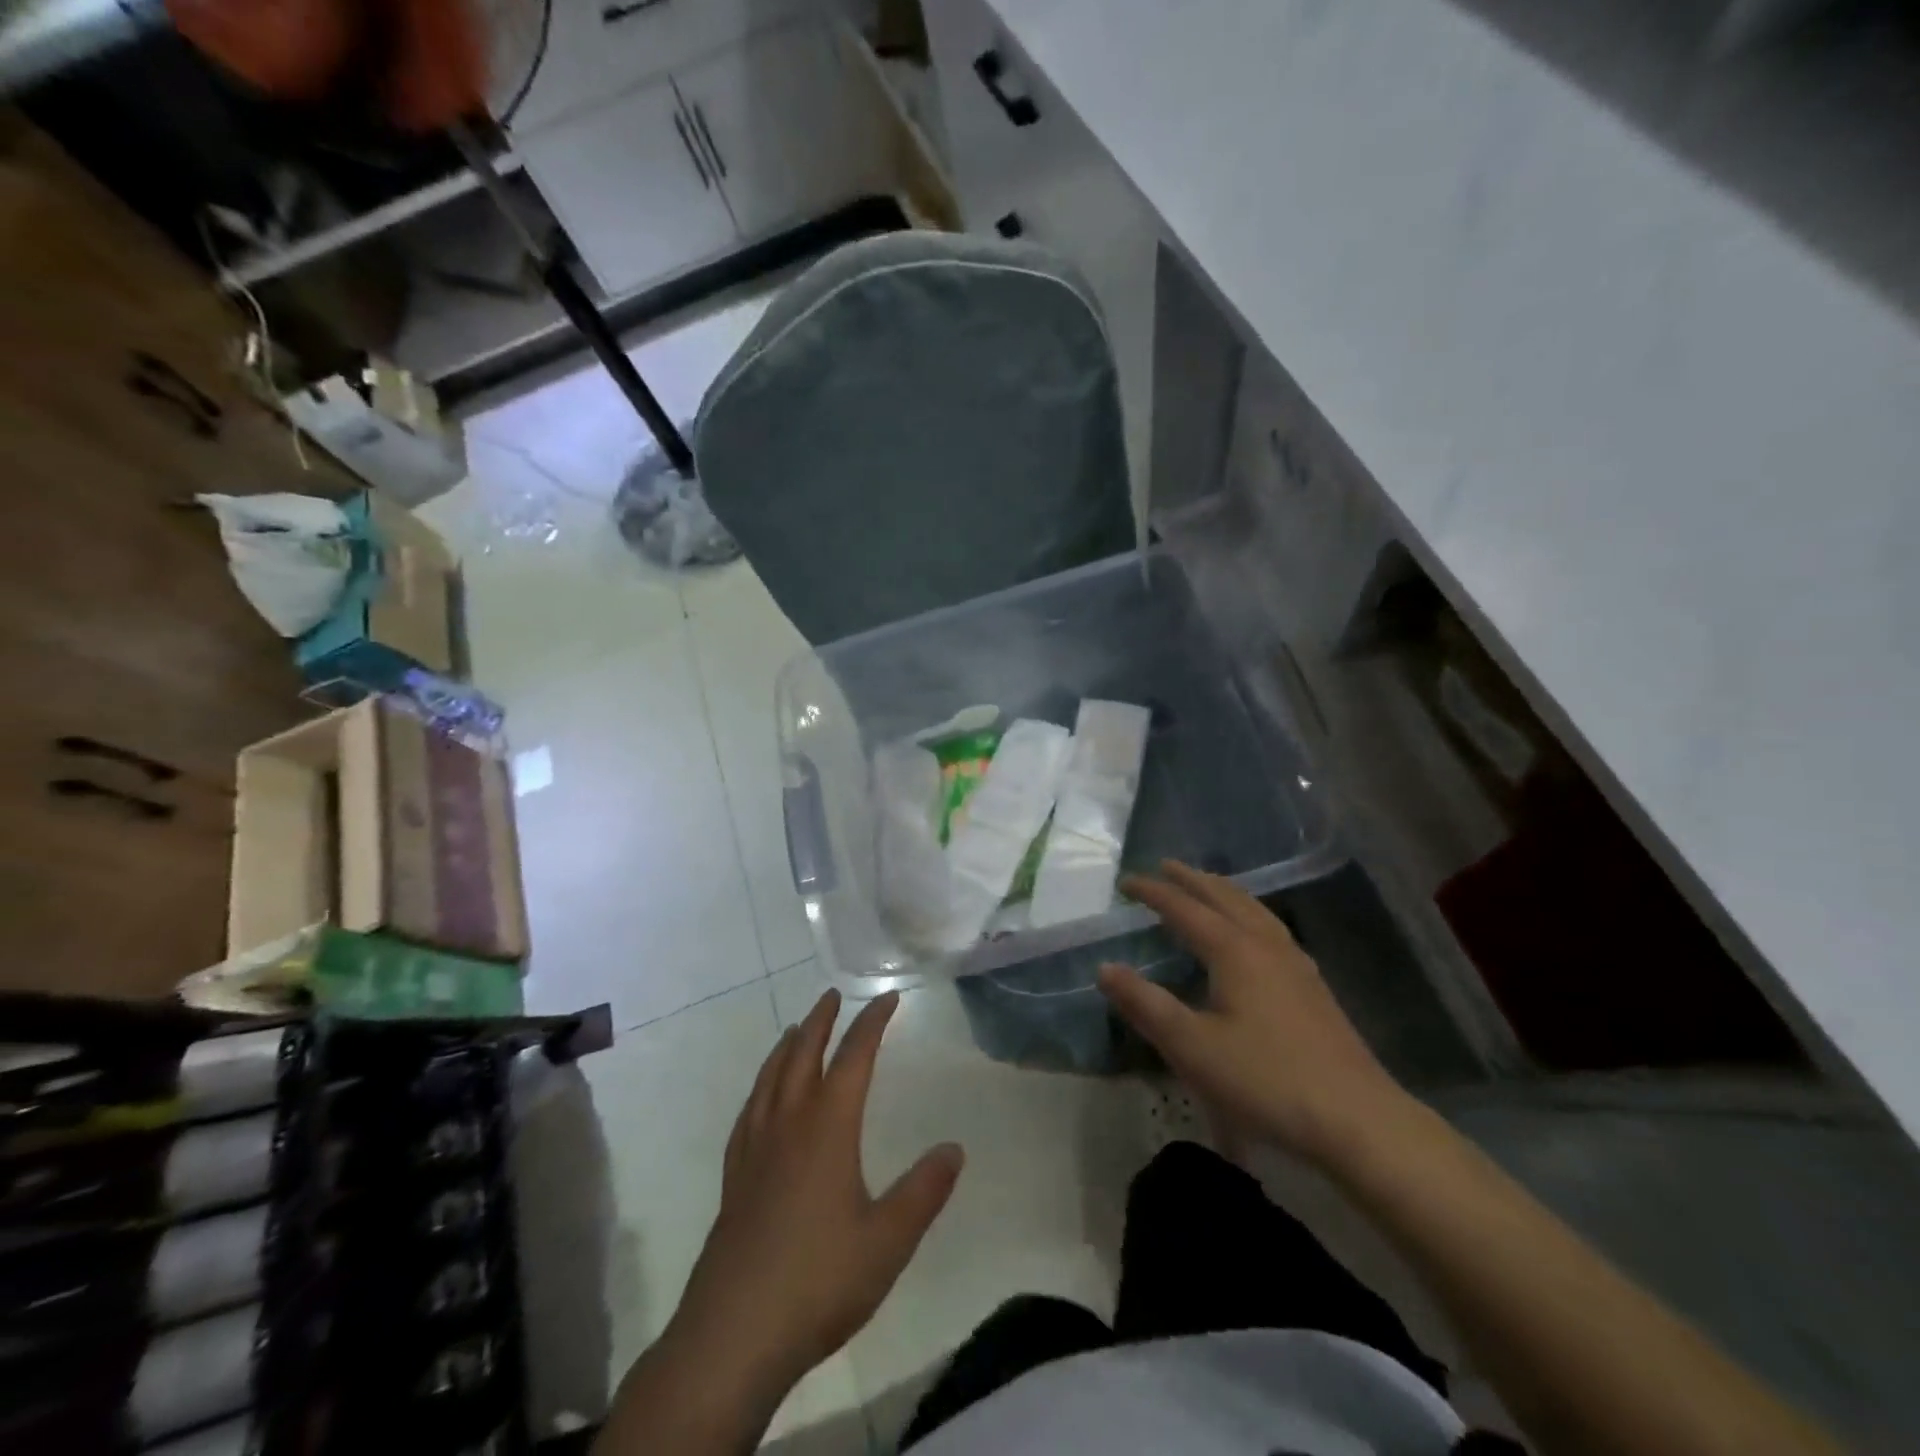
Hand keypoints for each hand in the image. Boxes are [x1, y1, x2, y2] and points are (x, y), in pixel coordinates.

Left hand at [667, 990, 964, 1404]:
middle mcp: (788, 1125)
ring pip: (770, 1079)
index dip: (871, 1023)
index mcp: (827, 1128)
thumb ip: (924, 1191)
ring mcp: (754, 1150)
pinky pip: (748, 1113)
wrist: (733, 1336)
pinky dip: (760, 1088)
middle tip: (832, 996)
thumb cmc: (819, 1281)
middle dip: (821, 1021)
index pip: (854, 1058)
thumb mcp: (888, 1240)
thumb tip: (954, 1148)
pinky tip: (762, 1099)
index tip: (888, 998)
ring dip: (787, 1047)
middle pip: (803, 1055)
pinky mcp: (734, 1179)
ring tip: (796, 1030)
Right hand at [1099, 861, 1409, 1164]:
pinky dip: (1249, 915)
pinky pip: (1272, 930)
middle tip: (1166, 866)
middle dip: (1193, 880)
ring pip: (1255, 911)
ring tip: (1207, 887)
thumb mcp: (1192, 1047)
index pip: (1185, 909)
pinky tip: (1254, 936)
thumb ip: (1145, 1005)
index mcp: (1235, 951)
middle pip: (1226, 898)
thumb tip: (1105, 968)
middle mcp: (1266, 946)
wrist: (1358, 1121)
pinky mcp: (1313, 988)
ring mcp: (1296, 965)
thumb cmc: (1267, 1080)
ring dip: (1225, 893)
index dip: (1154, 893)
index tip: (1126, 882)